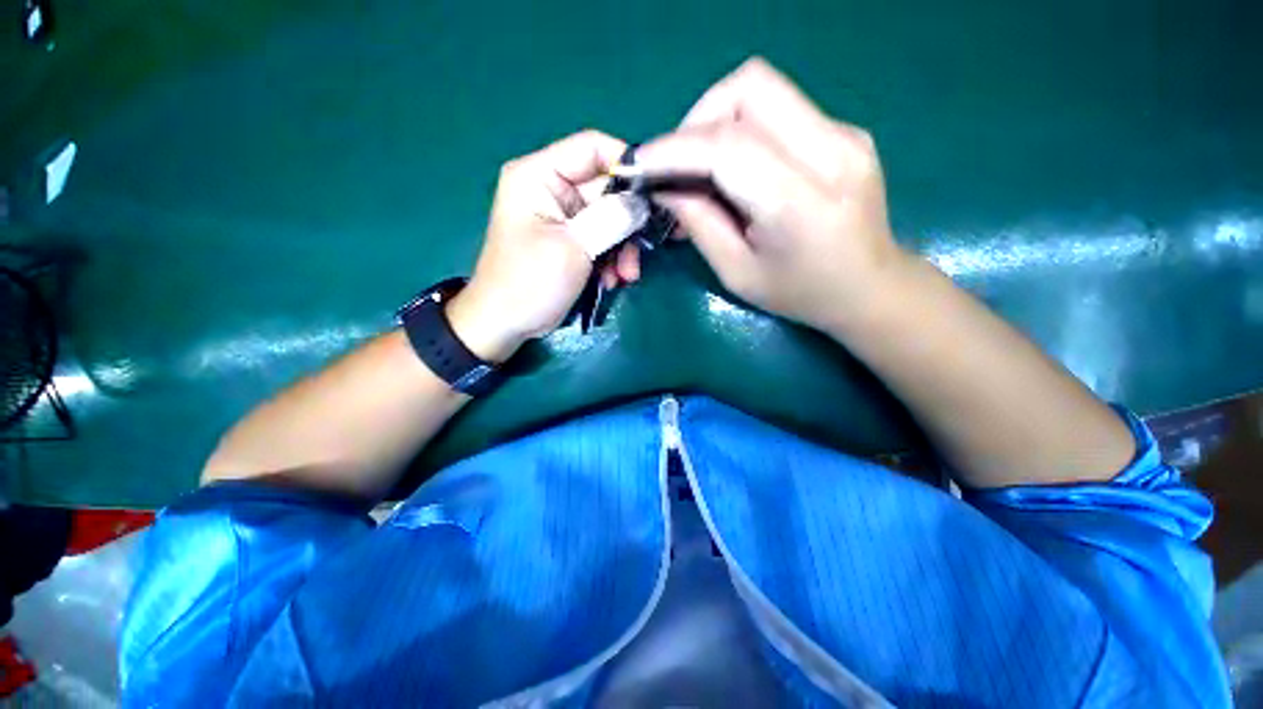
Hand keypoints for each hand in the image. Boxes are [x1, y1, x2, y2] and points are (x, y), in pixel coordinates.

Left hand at [446, 130, 641, 361]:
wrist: (506, 324)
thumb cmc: (530, 283)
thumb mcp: (573, 248)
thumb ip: (610, 219)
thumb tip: (642, 201)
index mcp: (539, 176)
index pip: (592, 147)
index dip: (626, 165)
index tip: (652, 195)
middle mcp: (551, 189)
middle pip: (605, 189)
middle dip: (626, 223)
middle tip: (637, 254)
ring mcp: (562, 217)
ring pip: (609, 218)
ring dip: (622, 248)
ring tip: (625, 276)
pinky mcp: (571, 241)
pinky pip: (602, 239)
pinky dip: (611, 259)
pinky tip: (611, 281)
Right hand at [636, 58, 910, 332]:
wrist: (870, 287)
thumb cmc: (800, 294)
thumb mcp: (738, 273)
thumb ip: (700, 225)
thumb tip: (665, 187)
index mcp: (801, 202)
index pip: (728, 146)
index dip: (674, 148)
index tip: (639, 163)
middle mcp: (831, 151)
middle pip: (750, 87)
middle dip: (697, 119)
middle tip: (679, 164)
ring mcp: (845, 133)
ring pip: (763, 88)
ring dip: (718, 120)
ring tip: (703, 167)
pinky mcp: (846, 130)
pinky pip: (780, 109)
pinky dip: (744, 130)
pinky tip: (739, 170)